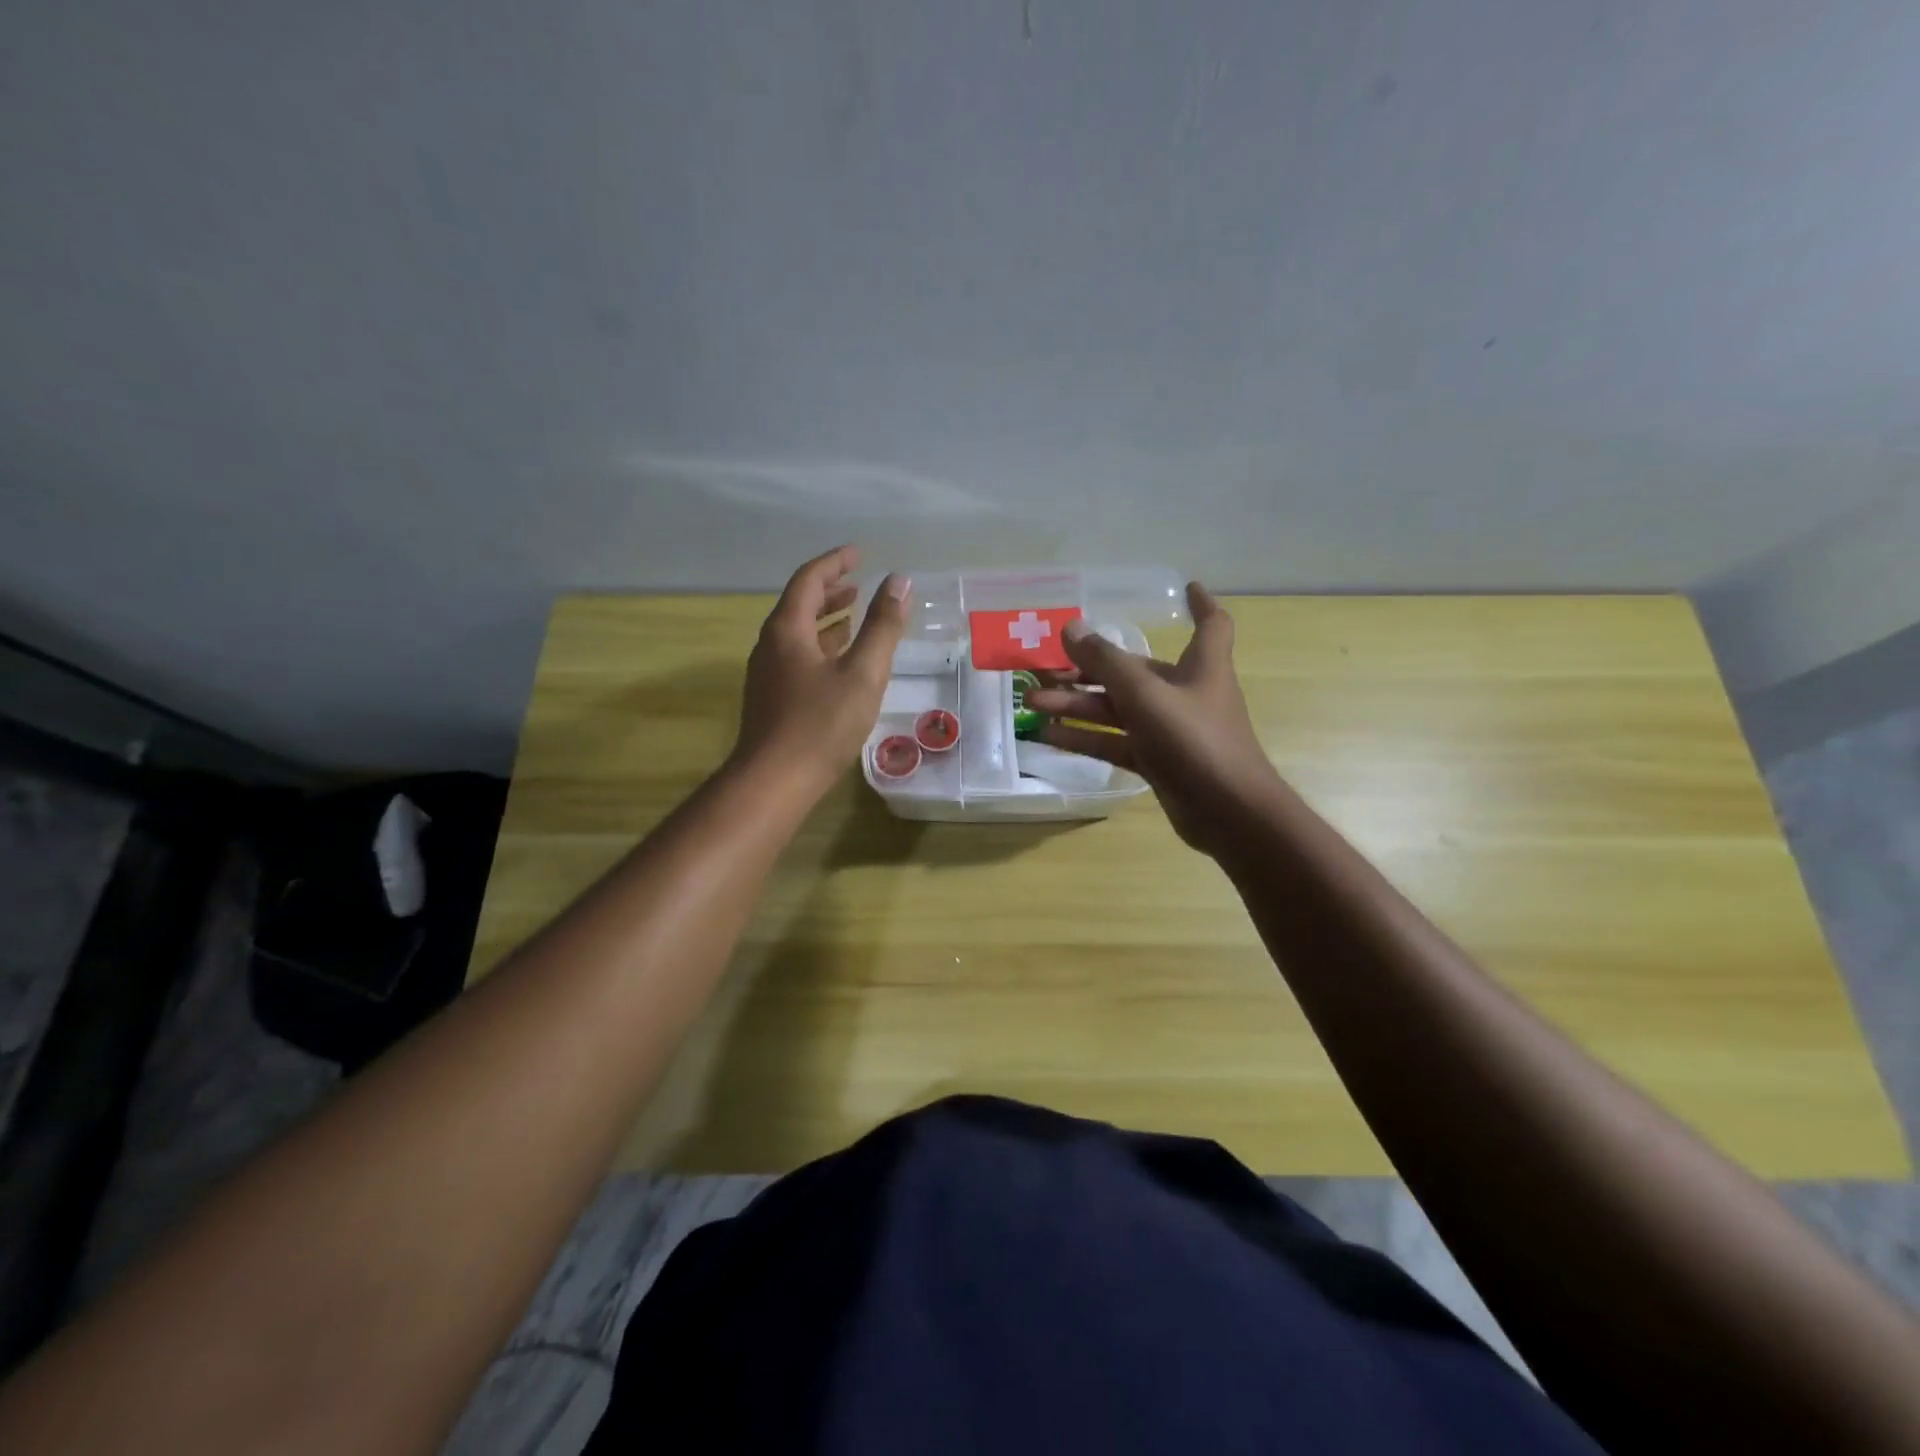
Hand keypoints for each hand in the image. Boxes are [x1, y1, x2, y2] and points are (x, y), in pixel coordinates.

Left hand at [730, 545, 909, 797]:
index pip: (809, 580)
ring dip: (826, 620)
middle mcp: (771, 645)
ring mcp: (768, 674)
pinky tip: (840, 663)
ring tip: (854, 616)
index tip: (859, 554)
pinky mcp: (772, 699)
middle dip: (830, 590)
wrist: (774, 781)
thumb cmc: (821, 724)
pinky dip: (821, 647)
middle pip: (799, 605)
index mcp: (787, 630)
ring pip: (798, 634)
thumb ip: (882, 627)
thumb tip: (899, 581)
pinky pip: (798, 657)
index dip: (835, 563)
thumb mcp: (862, 672)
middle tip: (858, 584)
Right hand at [1029, 584, 1285, 854]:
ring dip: (1078, 704)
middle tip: (1045, 669)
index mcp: (1200, 666)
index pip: (1211, 625)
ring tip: (1034, 702)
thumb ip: (1106, 662)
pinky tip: (1050, 736)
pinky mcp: (1158, 762)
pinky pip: (1116, 742)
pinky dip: (1087, 738)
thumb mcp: (1145, 694)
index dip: (1200, 604)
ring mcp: (1170, 730)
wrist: (1228, 813)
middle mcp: (1185, 693)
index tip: (1185, 587)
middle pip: (1134, 672)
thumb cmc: (1195, 740)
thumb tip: (1071, 627)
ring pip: (1118, 710)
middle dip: (1090, 669)